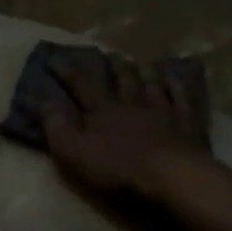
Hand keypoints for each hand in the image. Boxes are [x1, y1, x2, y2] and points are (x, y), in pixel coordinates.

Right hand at [42, 53, 215, 201]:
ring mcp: (162, 110)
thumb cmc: (117, 168)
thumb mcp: (74, 152)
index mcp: (102, 110)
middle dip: (112, 66)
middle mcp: (131, 103)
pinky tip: (176, 78)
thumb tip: (45, 100)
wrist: (171, 176)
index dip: (67, 71)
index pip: (81, 84)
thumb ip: (57, 127)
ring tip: (141, 63)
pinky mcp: (187, 122)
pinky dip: (177, 85)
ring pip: (151, 84)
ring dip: (145, 72)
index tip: (55, 58)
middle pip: (121, 79)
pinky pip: (182, 97)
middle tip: (108, 54)